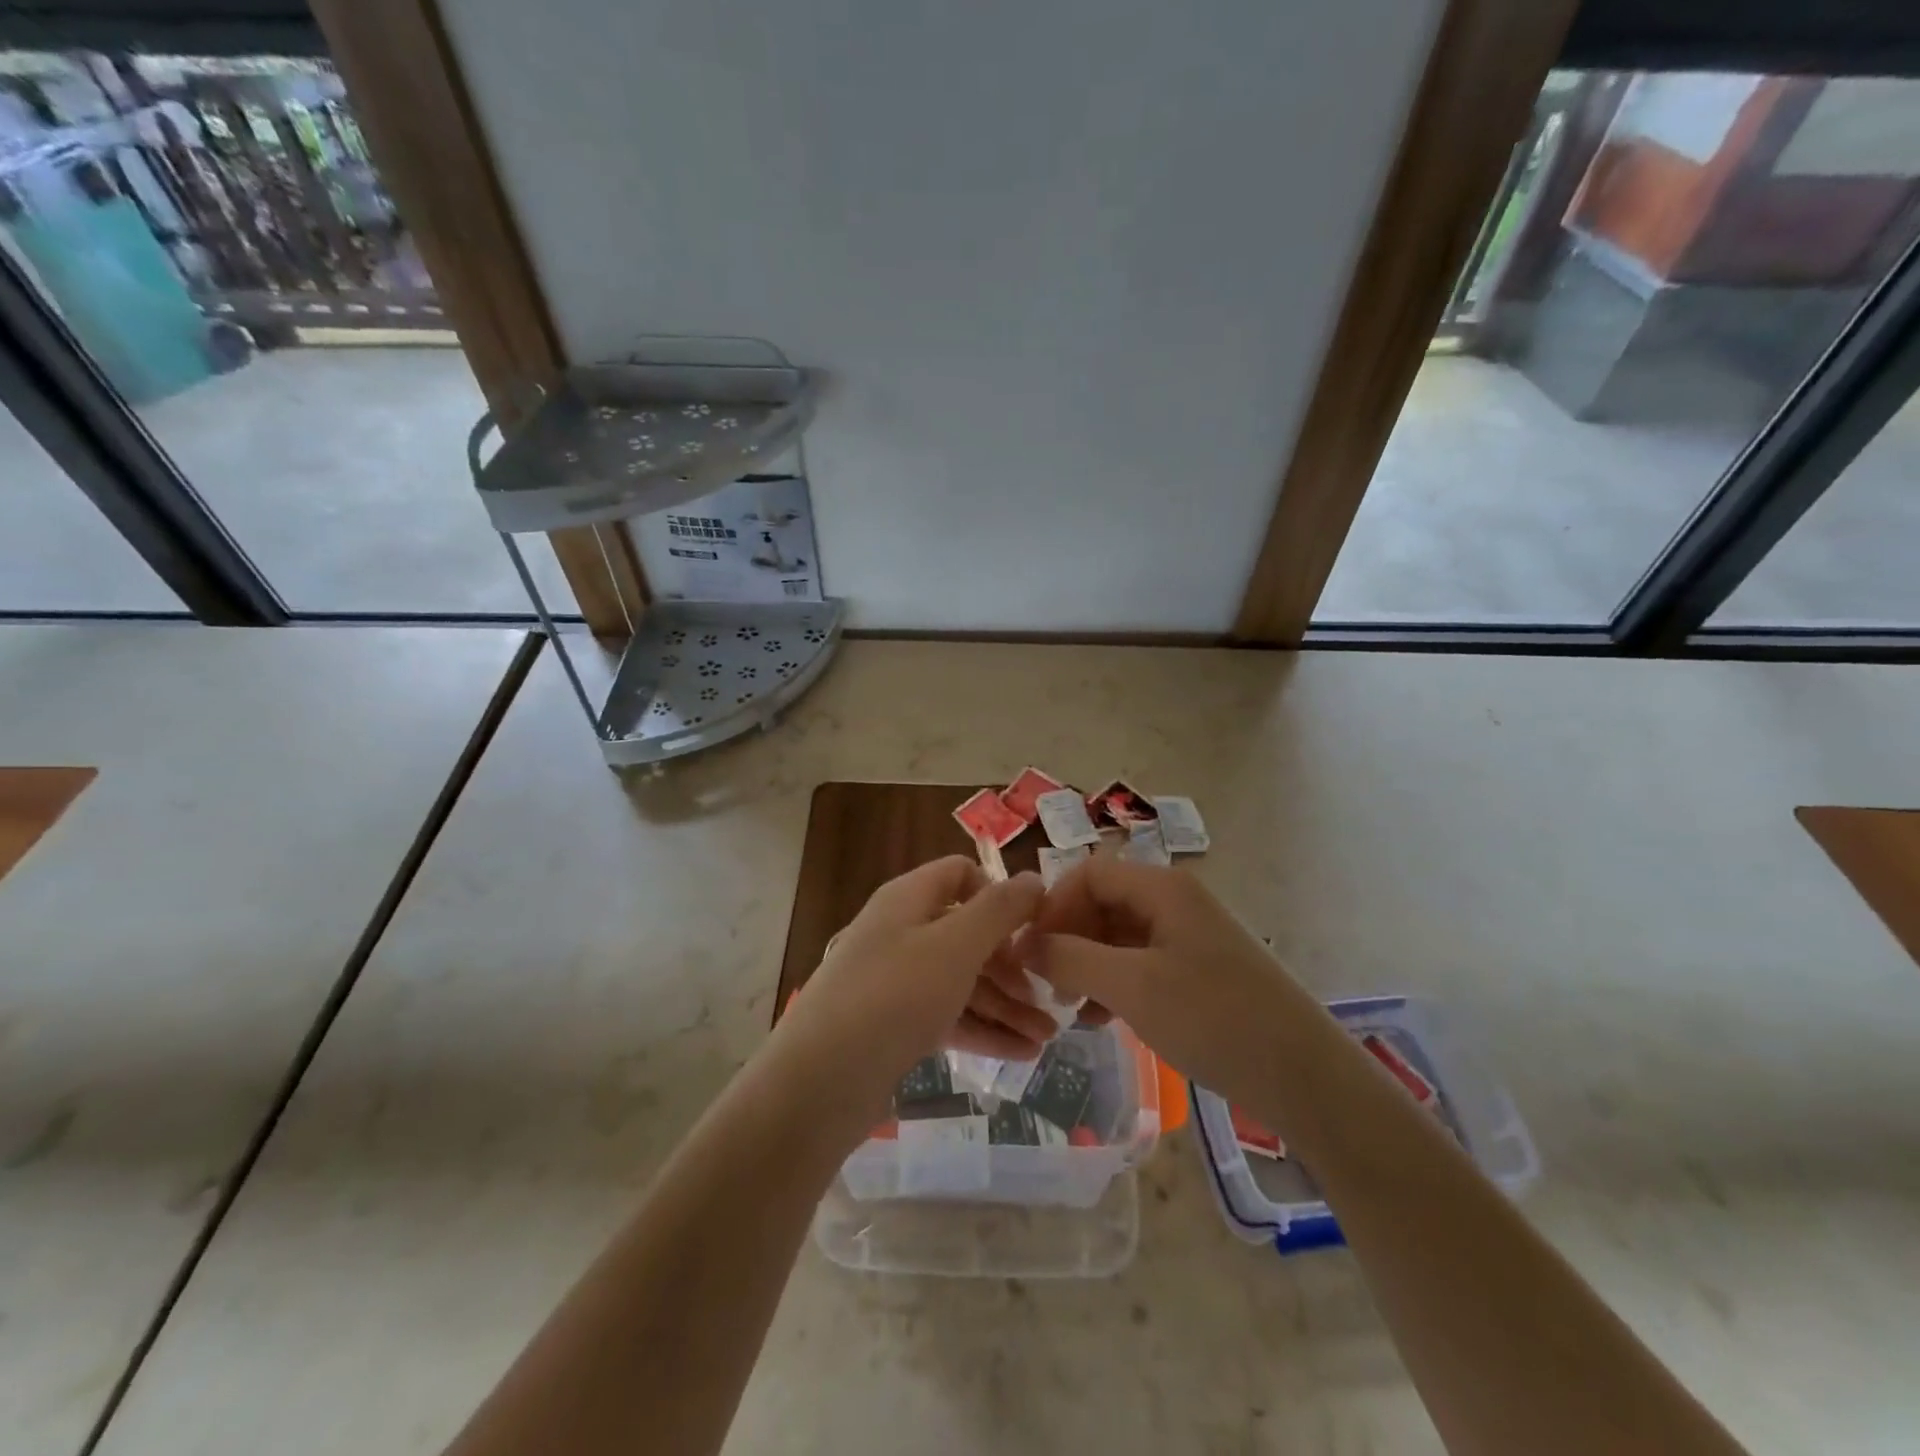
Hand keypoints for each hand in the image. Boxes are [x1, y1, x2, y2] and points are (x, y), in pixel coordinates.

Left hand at [774, 857, 1048, 1118]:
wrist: (820, 1081)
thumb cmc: (894, 996)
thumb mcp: (955, 946)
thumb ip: (999, 910)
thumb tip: (1033, 878)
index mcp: (908, 899)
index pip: (959, 873)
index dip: (998, 893)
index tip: (1032, 927)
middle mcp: (901, 932)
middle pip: (966, 933)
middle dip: (1011, 964)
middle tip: (1049, 997)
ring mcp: (895, 980)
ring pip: (961, 980)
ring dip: (1005, 1004)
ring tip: (1046, 1037)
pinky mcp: (893, 1024)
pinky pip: (947, 1015)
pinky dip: (982, 1029)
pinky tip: (1021, 1054)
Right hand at [1024, 857, 1303, 1105]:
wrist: (1305, 1077)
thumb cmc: (1214, 1020)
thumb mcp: (1132, 987)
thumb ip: (1070, 959)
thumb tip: (1022, 943)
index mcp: (1162, 888)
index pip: (1088, 874)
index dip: (1053, 906)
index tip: (1031, 951)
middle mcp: (1175, 901)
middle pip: (1102, 902)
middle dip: (1069, 939)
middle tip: (1049, 986)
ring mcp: (1189, 935)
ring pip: (1119, 936)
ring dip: (1088, 965)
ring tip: (1073, 1010)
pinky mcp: (1199, 969)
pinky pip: (1141, 962)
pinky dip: (1114, 983)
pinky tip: (1104, 1020)